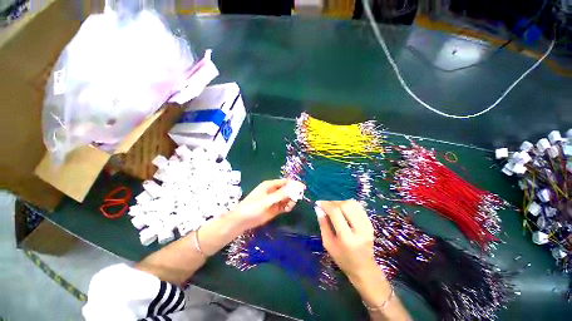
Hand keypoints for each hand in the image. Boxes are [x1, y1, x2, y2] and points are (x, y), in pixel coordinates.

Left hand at [232, 179, 304, 230]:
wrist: (242, 221)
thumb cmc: (253, 207)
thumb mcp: (267, 200)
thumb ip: (281, 194)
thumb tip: (294, 187)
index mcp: (270, 185)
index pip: (285, 182)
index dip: (294, 184)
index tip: (303, 188)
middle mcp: (273, 191)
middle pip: (287, 190)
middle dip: (293, 193)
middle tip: (297, 199)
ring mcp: (274, 200)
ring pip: (287, 198)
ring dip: (290, 201)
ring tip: (289, 206)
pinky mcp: (275, 208)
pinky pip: (284, 205)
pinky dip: (287, 206)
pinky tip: (287, 209)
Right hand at [314, 200, 382, 282]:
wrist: (364, 268)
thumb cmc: (343, 259)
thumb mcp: (328, 244)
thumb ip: (323, 224)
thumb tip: (318, 208)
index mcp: (347, 238)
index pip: (336, 213)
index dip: (326, 205)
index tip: (318, 203)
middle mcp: (359, 229)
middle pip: (346, 205)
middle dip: (334, 203)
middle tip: (327, 207)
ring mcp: (367, 225)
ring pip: (353, 204)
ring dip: (341, 203)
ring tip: (335, 209)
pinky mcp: (370, 223)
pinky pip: (358, 207)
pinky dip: (348, 205)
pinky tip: (343, 211)